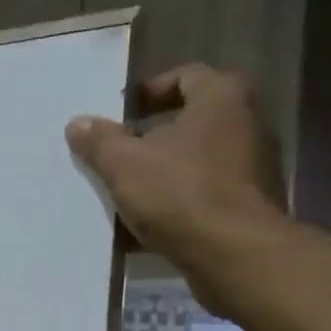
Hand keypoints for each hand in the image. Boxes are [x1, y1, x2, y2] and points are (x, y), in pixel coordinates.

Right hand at [65, 63, 291, 310]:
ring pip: (195, 162)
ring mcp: (252, 168)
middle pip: (190, 121)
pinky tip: (144, 227)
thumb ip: (99, 140)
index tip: (121, 113)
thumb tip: (78, 123)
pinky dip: (176, 205)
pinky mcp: (249, 207)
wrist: (234, 255)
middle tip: (117, 153)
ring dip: (161, 174)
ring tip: (125, 192)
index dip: (149, 91)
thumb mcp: (124, 164)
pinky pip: (203, 196)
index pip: (185, 76)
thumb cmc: (180, 193)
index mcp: (221, 98)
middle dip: (151, 137)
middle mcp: (246, 124)